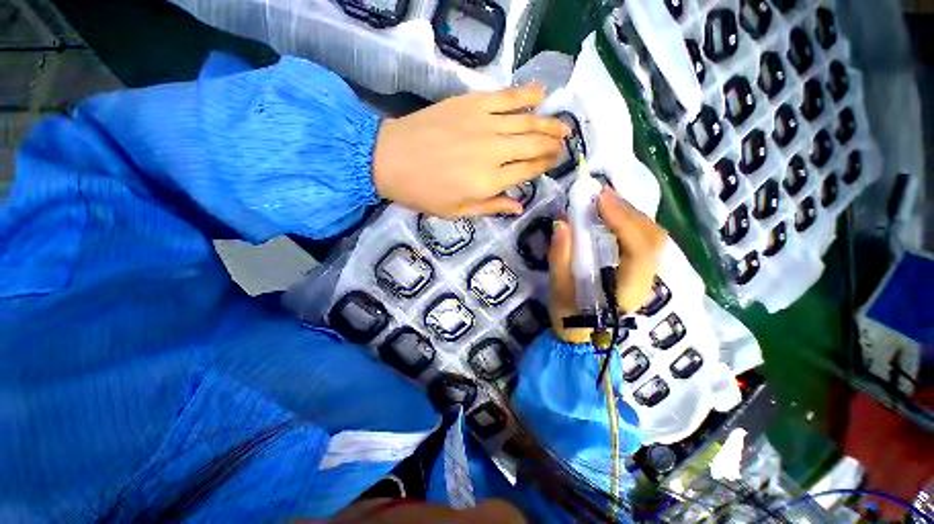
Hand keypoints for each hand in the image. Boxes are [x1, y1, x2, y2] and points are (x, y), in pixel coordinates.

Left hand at [372, 86, 569, 216]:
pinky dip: (527, 93)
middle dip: (553, 145)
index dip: (545, 165)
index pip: (528, 170)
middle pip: (534, 144)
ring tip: (564, 125)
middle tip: (564, 144)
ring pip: (527, 120)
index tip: (556, 161)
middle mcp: (494, 151)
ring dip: (550, 122)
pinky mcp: (471, 103)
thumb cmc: (424, 192)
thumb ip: (492, 206)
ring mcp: (484, 124)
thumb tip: (520, 206)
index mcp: (490, 181)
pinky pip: (506, 96)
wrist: (391, 159)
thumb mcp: (458, 211)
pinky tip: (542, 92)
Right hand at [548, 189, 667, 343]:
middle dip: (628, 211)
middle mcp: (645, 280)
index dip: (623, 220)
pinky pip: (642, 240)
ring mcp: (645, 275)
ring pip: (651, 237)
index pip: (639, 249)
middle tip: (600, 195)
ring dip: (630, 214)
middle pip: (652, 238)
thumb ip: (560, 257)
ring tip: (605, 201)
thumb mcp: (558, 289)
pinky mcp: (639, 270)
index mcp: (627, 290)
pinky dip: (629, 222)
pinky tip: (612, 215)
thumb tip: (562, 222)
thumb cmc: (569, 316)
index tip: (599, 199)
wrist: (583, 336)